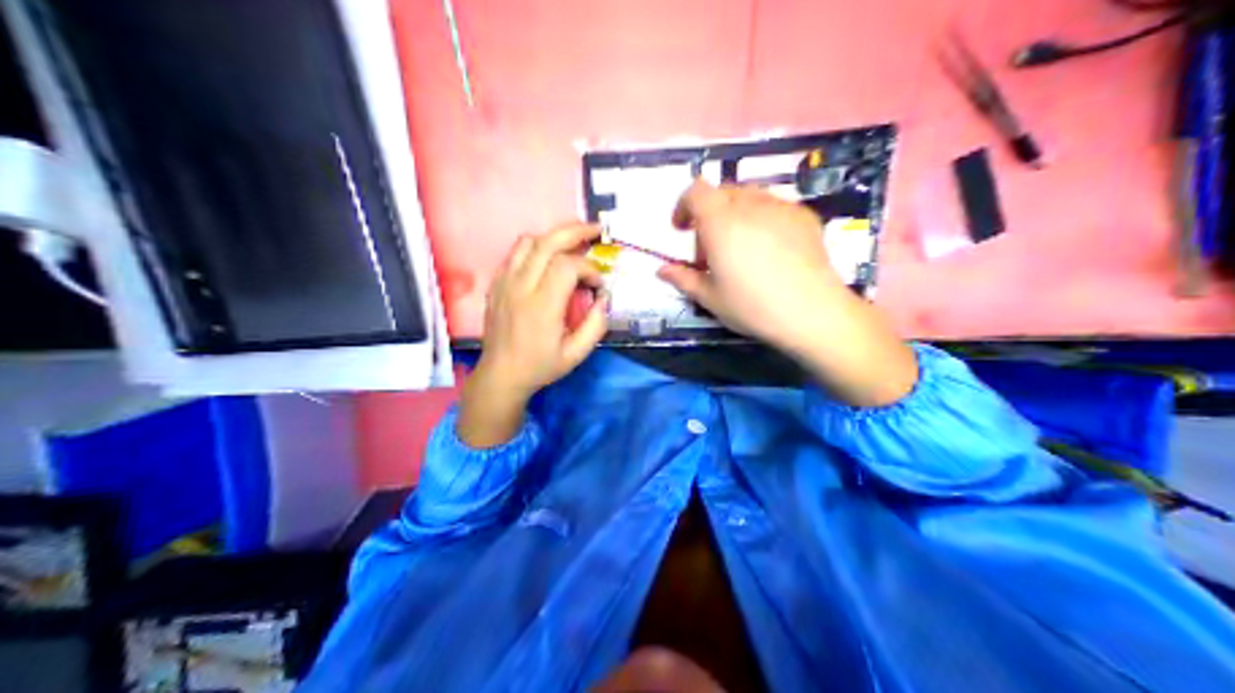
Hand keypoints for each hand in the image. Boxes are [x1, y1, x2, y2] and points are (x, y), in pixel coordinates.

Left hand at [454, 225, 608, 447]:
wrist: (501, 375)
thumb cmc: (540, 366)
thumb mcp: (576, 354)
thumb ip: (595, 325)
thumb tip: (603, 299)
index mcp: (542, 306)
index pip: (567, 266)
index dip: (589, 268)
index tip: (597, 285)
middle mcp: (521, 287)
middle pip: (547, 242)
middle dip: (575, 231)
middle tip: (595, 230)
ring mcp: (504, 282)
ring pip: (528, 241)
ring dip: (553, 236)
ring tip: (572, 240)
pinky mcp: (496, 283)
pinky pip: (514, 253)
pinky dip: (535, 247)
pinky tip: (548, 256)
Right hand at [656, 179, 850, 351]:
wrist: (813, 311)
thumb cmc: (753, 307)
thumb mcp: (711, 298)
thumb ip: (684, 278)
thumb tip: (662, 270)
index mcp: (719, 221)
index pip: (695, 191)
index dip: (684, 206)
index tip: (682, 230)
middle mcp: (748, 204)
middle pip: (722, 192)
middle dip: (711, 213)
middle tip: (712, 248)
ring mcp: (780, 206)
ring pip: (750, 197)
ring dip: (738, 214)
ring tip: (743, 247)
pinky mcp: (804, 215)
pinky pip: (776, 207)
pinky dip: (765, 219)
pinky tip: (773, 250)